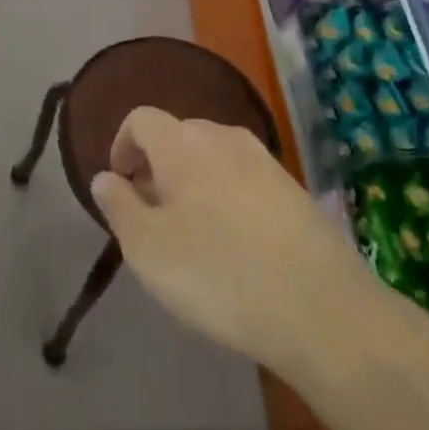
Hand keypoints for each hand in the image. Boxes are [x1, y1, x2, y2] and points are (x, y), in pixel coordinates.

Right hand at [90, 106, 383, 379]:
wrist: (323, 310)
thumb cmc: (218, 274)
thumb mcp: (147, 249)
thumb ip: (118, 206)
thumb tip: (105, 178)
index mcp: (182, 144)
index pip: (140, 119)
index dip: (122, 145)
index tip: (120, 184)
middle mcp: (223, 138)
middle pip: (179, 135)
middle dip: (158, 165)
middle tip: (152, 213)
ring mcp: (265, 161)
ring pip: (215, 157)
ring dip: (194, 181)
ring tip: (193, 231)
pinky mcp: (295, 190)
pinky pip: (246, 179)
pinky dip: (228, 197)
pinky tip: (236, 244)